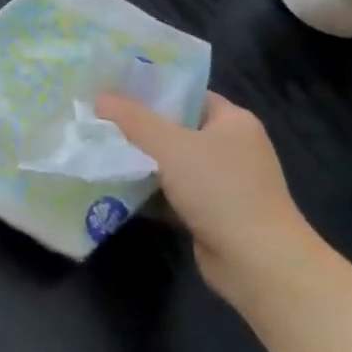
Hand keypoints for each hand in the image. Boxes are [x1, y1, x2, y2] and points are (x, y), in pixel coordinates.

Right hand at [94, 90, 317, 294]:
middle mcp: (231, 148)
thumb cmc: (219, 190)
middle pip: (175, 130)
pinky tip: (113, 189)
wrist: (255, 260)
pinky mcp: (210, 212)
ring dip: (138, 163)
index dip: (151, 92)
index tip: (112, 92)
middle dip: (137, 129)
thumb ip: (133, 120)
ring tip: (97, 152)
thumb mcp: (170, 146)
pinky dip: (147, 192)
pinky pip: (171, 193)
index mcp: (233, 122)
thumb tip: (99, 97)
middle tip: (96, 122)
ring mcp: (222, 182)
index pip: (187, 95)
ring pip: (170, 164)